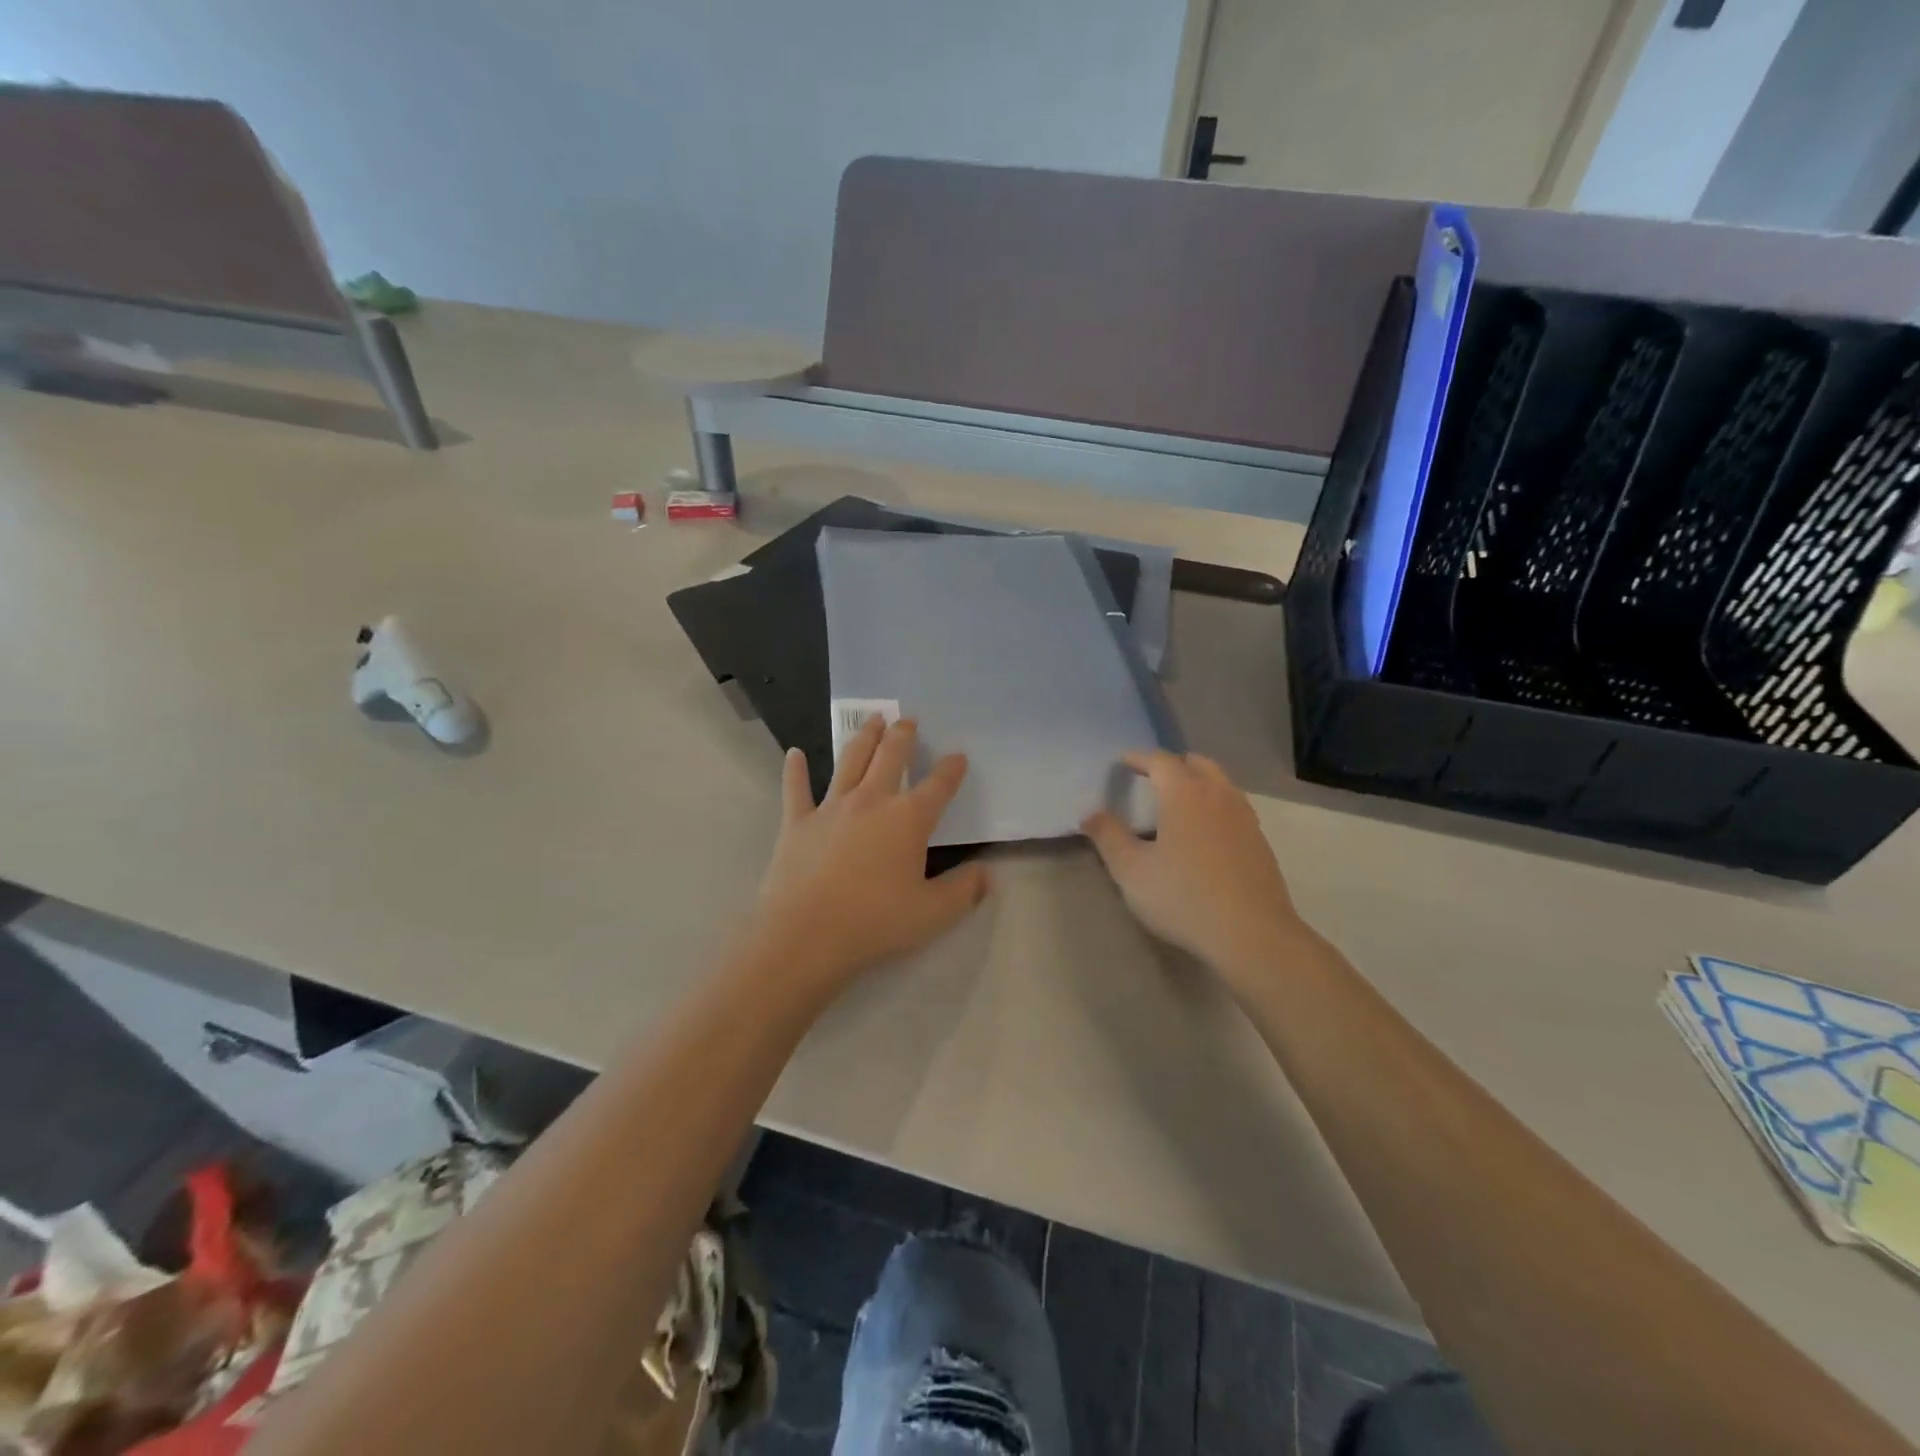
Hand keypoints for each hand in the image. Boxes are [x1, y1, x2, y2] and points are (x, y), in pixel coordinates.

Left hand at [750, 717, 991, 997]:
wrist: (806, 934)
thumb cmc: (875, 922)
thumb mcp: (933, 913)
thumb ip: (964, 890)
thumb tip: (988, 874)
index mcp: (908, 819)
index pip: (938, 786)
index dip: (951, 769)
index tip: (958, 756)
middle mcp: (871, 801)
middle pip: (890, 757)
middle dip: (903, 736)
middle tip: (908, 719)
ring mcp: (831, 808)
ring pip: (850, 761)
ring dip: (863, 738)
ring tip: (873, 720)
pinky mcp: (797, 822)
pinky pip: (796, 789)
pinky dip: (795, 770)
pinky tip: (794, 754)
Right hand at [1082, 751, 1305, 986]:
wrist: (1252, 935)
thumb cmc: (1184, 897)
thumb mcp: (1131, 871)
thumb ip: (1109, 837)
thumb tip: (1090, 815)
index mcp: (1184, 794)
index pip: (1160, 760)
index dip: (1139, 757)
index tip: (1123, 762)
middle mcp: (1218, 795)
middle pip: (1197, 763)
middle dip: (1173, 764)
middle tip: (1152, 778)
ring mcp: (1244, 817)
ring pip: (1220, 783)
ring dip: (1198, 782)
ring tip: (1178, 803)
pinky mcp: (1260, 841)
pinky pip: (1234, 807)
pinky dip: (1215, 805)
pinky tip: (1205, 833)